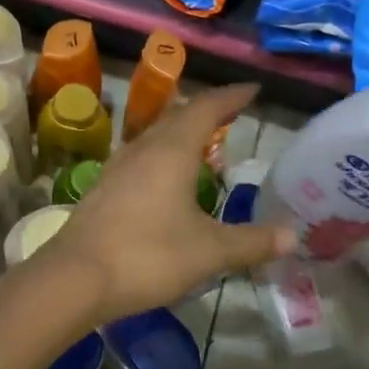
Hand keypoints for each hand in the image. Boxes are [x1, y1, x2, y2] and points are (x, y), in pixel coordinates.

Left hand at [43, 84, 293, 325]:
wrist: (75, 278)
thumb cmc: (148, 256)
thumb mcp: (210, 252)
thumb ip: (252, 241)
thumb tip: (293, 235)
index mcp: (172, 151)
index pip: (206, 108)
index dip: (230, 97)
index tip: (252, 90)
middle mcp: (142, 150)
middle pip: (177, 117)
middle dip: (206, 112)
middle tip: (230, 115)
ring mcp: (116, 168)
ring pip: (154, 137)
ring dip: (180, 133)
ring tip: (202, 145)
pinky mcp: (102, 189)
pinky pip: (139, 159)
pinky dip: (161, 157)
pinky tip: (165, 181)